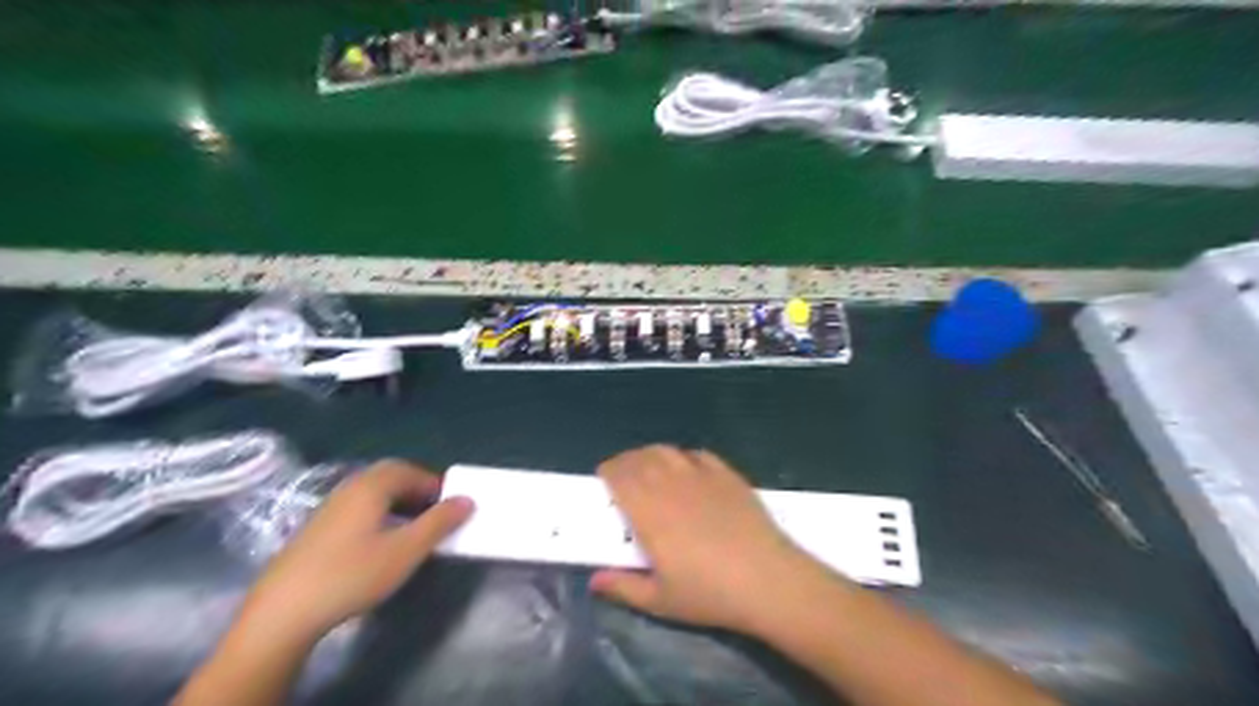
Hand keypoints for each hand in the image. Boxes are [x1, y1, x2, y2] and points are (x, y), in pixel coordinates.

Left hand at [235, 461, 472, 642]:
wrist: (282, 613)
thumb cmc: (352, 575)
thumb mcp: (405, 551)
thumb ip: (439, 522)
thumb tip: (467, 499)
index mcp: (370, 487)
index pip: (410, 470)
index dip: (435, 484)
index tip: (451, 506)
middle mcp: (348, 489)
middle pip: (389, 476)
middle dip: (416, 489)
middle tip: (434, 513)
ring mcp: (328, 508)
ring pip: (371, 492)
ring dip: (397, 502)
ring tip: (412, 528)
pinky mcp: (315, 529)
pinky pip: (356, 508)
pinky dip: (378, 514)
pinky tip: (379, 542)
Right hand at [589, 445, 828, 630]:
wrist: (766, 579)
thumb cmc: (709, 594)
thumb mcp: (660, 601)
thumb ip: (623, 587)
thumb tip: (593, 581)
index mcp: (649, 513)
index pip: (620, 478)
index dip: (609, 471)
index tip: (602, 475)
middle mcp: (671, 486)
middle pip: (640, 460)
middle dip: (625, 461)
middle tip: (621, 472)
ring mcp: (701, 477)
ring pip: (667, 452)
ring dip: (650, 454)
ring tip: (648, 465)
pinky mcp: (727, 476)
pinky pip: (698, 455)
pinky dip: (683, 456)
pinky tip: (685, 467)